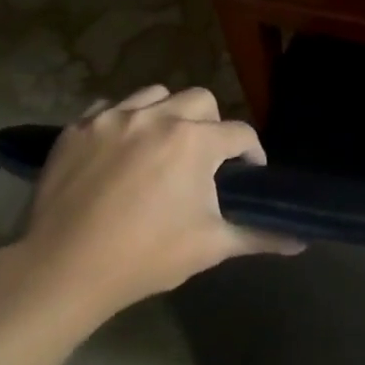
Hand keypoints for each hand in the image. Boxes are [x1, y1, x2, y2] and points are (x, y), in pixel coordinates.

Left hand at [0, 86, 302, 338]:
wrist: (63, 269)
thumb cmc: (145, 257)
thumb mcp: (210, 247)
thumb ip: (259, 236)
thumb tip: (301, 241)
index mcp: (194, 142)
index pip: (240, 134)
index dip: (251, 154)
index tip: (247, 175)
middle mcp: (157, 117)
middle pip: (201, 101)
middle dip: (212, 125)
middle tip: (204, 160)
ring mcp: (113, 118)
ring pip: (155, 94)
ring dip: (168, 114)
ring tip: (162, 146)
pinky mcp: (77, 128)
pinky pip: (110, 106)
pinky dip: (123, 120)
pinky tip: (120, 148)